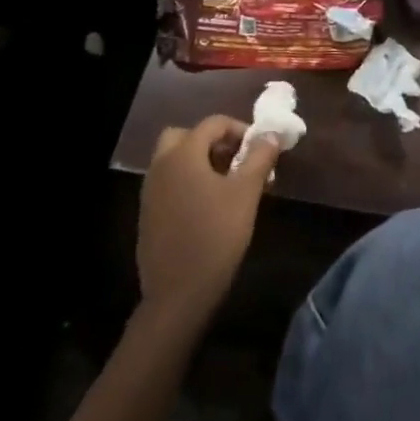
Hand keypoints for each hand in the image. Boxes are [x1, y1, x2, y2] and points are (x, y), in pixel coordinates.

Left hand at [138, 116, 278, 327]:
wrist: (177, 296)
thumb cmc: (215, 237)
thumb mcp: (246, 194)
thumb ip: (260, 158)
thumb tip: (272, 134)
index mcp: (183, 154)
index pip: (212, 123)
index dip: (239, 129)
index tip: (258, 148)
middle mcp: (161, 165)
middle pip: (185, 136)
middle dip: (212, 142)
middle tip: (235, 160)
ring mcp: (150, 191)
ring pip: (174, 159)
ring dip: (199, 161)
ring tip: (227, 184)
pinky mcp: (147, 214)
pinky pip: (168, 182)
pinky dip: (187, 182)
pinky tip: (207, 207)